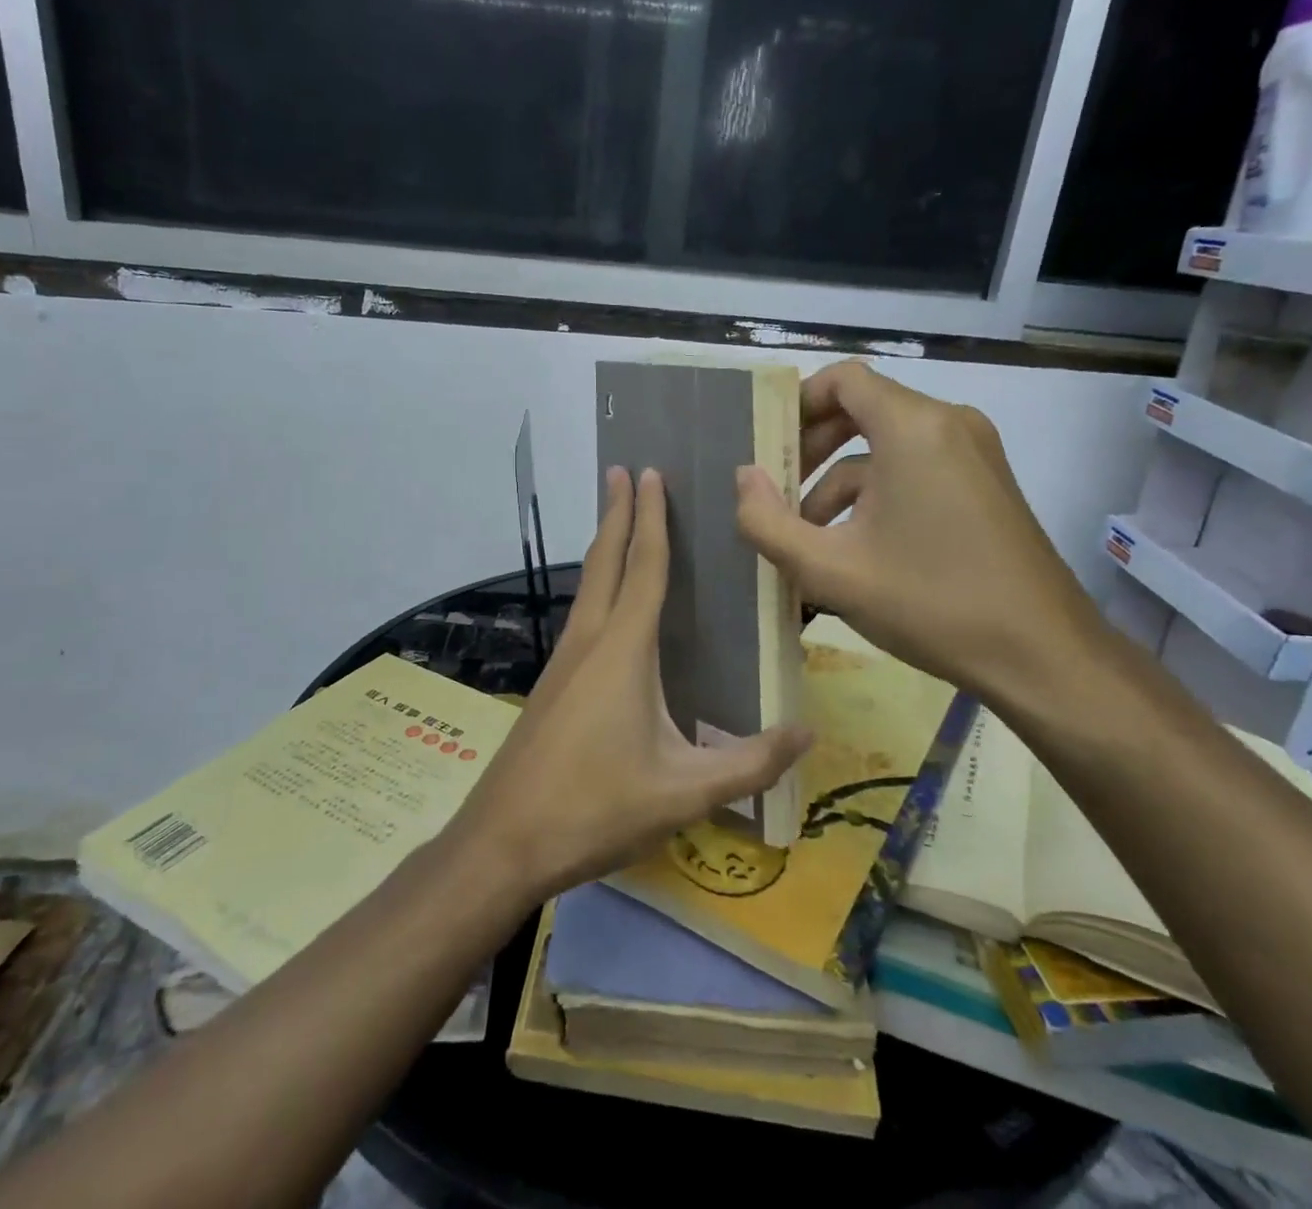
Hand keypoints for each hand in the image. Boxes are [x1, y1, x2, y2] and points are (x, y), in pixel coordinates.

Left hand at [449, 466, 811, 902]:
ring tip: (618, 520)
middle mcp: (588, 641)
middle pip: (605, 561)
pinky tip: (607, 606)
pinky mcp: (552, 684)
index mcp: (622, 650)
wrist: (503, 840)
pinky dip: (598, 585)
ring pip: (588, 586)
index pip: (644, 567)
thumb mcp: (683, 792)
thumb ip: (749, 764)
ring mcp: (563, 661)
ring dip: (605, 546)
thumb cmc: (595, 807)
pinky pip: (581, 614)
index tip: (649, 474)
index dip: (651, 518)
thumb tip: (808, 733)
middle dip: (617, 513)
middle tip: (623, 471)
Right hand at [734, 360, 1107, 718]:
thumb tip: (743, 478)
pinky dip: (877, 496)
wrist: (1043, 656)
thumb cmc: (930, 603)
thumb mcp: (830, 570)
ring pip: (886, 447)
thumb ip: (768, 522)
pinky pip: (916, 469)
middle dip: (811, 448)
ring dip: (838, 483)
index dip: (796, 403)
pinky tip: (854, 550)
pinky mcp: (986, 484)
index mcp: (914, 427)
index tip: (766, 446)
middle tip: (776, 493)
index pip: (843, 379)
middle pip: (862, 409)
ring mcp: (975, 454)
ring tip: (806, 539)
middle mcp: (949, 424)